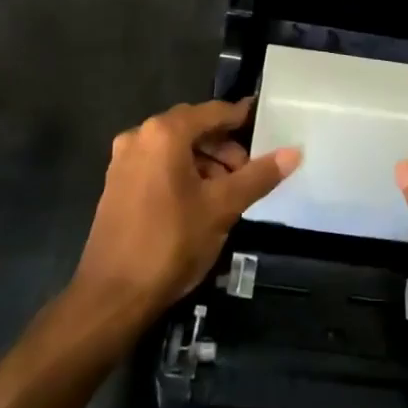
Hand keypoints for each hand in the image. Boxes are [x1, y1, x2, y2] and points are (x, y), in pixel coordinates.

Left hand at [74, 98, 299, 315]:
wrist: (112, 296)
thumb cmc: (171, 243)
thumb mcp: (222, 207)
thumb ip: (258, 176)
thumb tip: (294, 152)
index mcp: (165, 133)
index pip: (213, 112)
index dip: (242, 118)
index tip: (267, 126)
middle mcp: (140, 136)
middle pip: (193, 127)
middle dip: (224, 146)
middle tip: (249, 171)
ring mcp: (124, 159)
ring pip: (175, 147)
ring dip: (205, 160)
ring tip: (228, 190)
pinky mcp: (117, 183)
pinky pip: (158, 163)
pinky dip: (183, 171)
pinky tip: (200, 200)